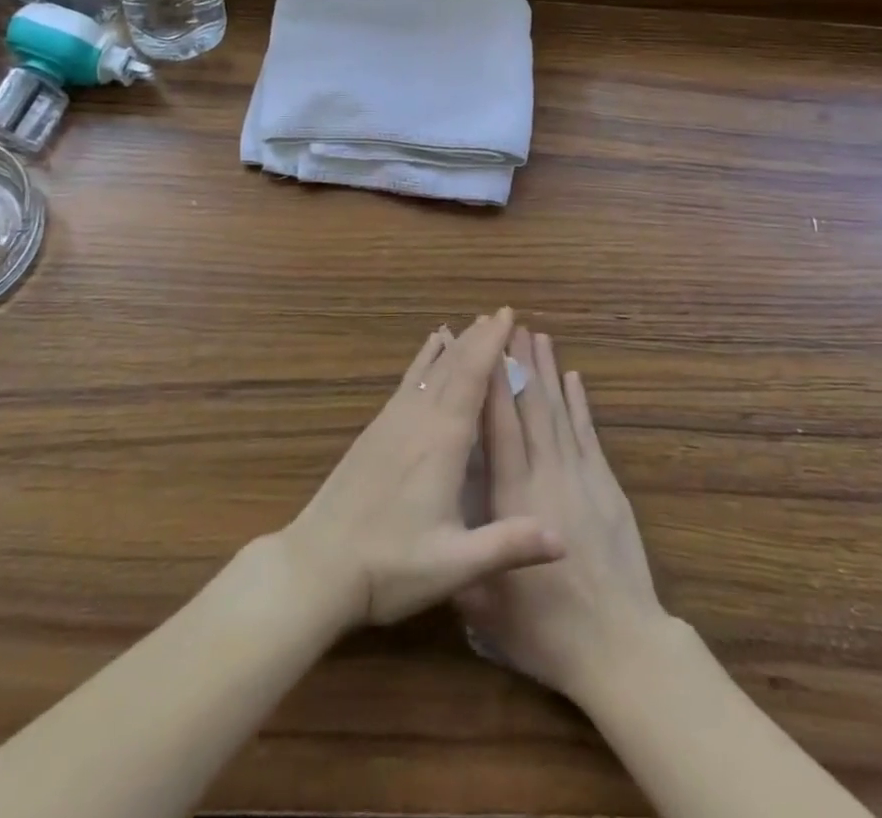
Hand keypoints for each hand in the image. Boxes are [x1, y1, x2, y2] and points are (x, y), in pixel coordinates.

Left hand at [281, 309, 564, 629]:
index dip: (491, 344)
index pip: (472, 378)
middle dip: (477, 338)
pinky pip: (407, 382)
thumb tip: (565, 540)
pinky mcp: (375, 432)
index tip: (508, 316)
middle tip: (499, 315)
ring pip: (428, 370)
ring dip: (453, 346)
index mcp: (442, 441)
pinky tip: (427, 353)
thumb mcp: (454, 565)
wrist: (316, 567)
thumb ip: (507, 546)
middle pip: (452, 366)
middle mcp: (418, 419)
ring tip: (471, 325)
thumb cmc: (389, 567)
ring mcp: (392, 422)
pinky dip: (423, 361)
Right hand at [455, 325, 669, 702]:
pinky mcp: (607, 487)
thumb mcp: (487, 610)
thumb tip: (436, 527)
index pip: (501, 427)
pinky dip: (580, 404)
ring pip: (560, 412)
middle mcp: (549, 474)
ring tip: (539, 338)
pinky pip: (589, 434)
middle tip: (512, 327)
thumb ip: (461, 562)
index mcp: (516, 497)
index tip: (486, 348)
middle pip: (533, 407)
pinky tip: (574, 380)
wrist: (621, 646)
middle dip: (521, 364)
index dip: (493, 384)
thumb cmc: (547, 630)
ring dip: (549, 373)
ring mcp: (582, 477)